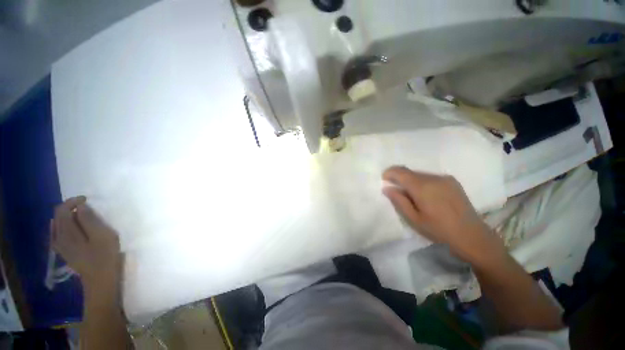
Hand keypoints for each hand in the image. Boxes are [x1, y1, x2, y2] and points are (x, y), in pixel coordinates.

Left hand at [51, 196, 121, 291]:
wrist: (100, 280)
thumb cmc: (105, 256)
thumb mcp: (102, 236)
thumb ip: (89, 220)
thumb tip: (81, 207)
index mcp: (66, 233)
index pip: (62, 210)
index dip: (73, 201)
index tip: (87, 200)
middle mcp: (58, 237)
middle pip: (58, 216)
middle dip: (71, 208)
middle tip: (87, 207)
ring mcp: (59, 246)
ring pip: (58, 224)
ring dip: (69, 217)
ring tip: (83, 216)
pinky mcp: (64, 251)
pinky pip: (59, 233)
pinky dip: (66, 226)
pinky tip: (74, 227)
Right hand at [382, 166, 495, 262]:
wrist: (472, 236)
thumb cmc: (439, 230)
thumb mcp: (413, 218)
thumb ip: (398, 201)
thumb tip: (386, 188)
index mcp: (422, 187)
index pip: (401, 172)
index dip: (389, 173)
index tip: (384, 179)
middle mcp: (434, 178)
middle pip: (410, 172)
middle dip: (400, 178)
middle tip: (397, 190)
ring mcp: (445, 178)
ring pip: (420, 174)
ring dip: (411, 180)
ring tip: (412, 196)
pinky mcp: (452, 181)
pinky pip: (430, 177)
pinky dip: (422, 182)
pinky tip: (426, 195)